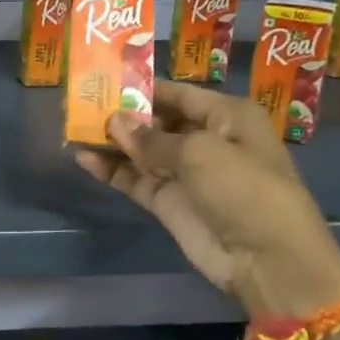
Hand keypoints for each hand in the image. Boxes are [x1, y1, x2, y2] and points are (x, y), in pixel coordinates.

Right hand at [75, 81, 339, 318]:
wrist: (266, 259)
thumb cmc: (244, 188)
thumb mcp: (199, 152)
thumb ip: (151, 138)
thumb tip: (113, 122)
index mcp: (227, 116)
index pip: (178, 94)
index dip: (143, 88)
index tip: (104, 80)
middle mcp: (206, 139)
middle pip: (157, 121)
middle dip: (122, 114)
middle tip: (80, 103)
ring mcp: (185, 173)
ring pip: (141, 150)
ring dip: (111, 142)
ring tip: (73, 128)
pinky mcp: (168, 201)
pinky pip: (135, 179)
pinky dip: (111, 170)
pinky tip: (83, 158)